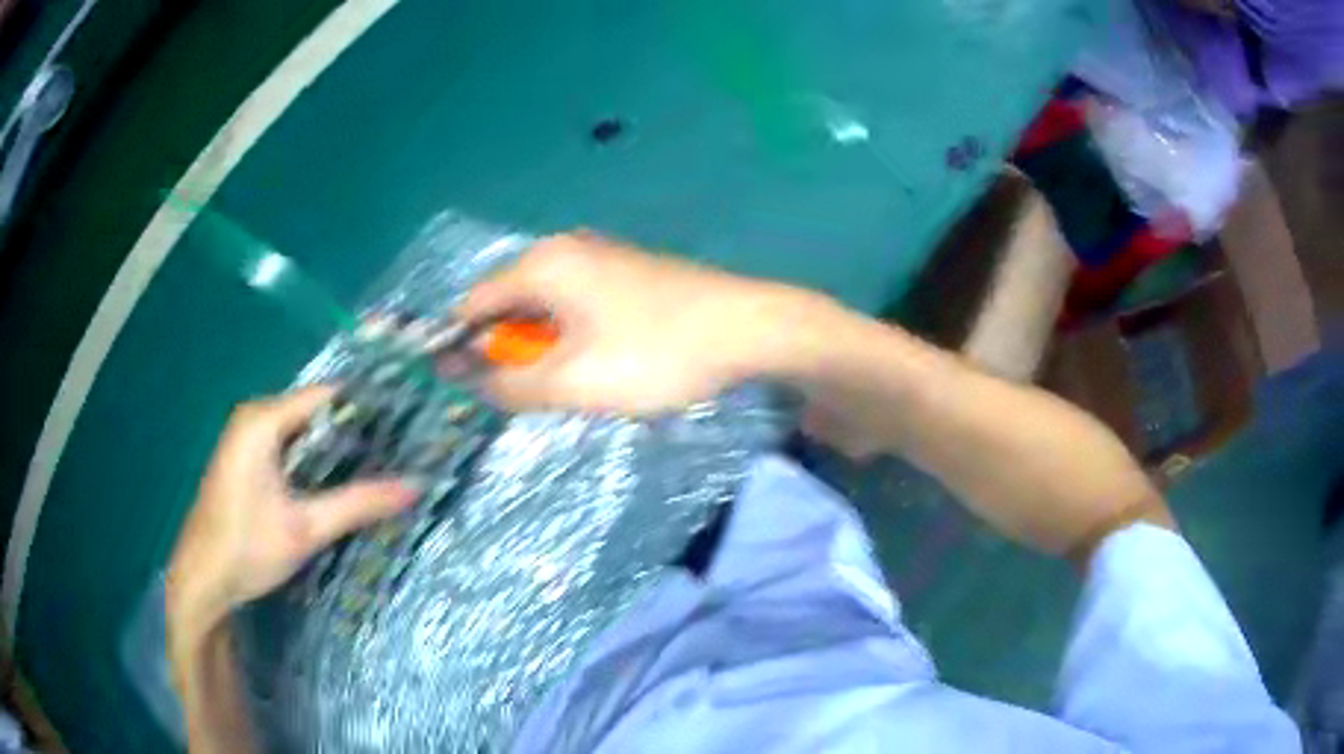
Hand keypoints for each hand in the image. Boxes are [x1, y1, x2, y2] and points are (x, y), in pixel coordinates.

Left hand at [166, 387, 416, 637]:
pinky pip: (289, 447)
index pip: (326, 396)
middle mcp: (254, 416)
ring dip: (335, 450)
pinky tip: (339, 483)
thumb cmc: (247, 548)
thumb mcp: (307, 528)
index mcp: (262, 419)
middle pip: (315, 412)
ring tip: (380, 467)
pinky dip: (314, 461)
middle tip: (399, 453)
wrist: (202, 580)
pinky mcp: (246, 458)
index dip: (366, 408)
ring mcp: (246, 436)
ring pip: (303, 432)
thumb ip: (359, 503)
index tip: (405, 427)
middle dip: (354, 432)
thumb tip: (415, 486)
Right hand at [455, 232, 814, 413]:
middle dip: (507, 350)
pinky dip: (571, 335)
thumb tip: (463, 378)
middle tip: (530, 393)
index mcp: (541, 264)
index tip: (468, 388)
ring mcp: (600, 255)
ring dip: (542, 347)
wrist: (749, 328)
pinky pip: (576, 304)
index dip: (461, 347)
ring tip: (569, 383)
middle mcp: (564, 248)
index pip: (473, 305)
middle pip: (509, 303)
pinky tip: (598, 361)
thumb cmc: (655, 354)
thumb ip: (508, 383)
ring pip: (545, 306)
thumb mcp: (571, 381)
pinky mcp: (627, 270)